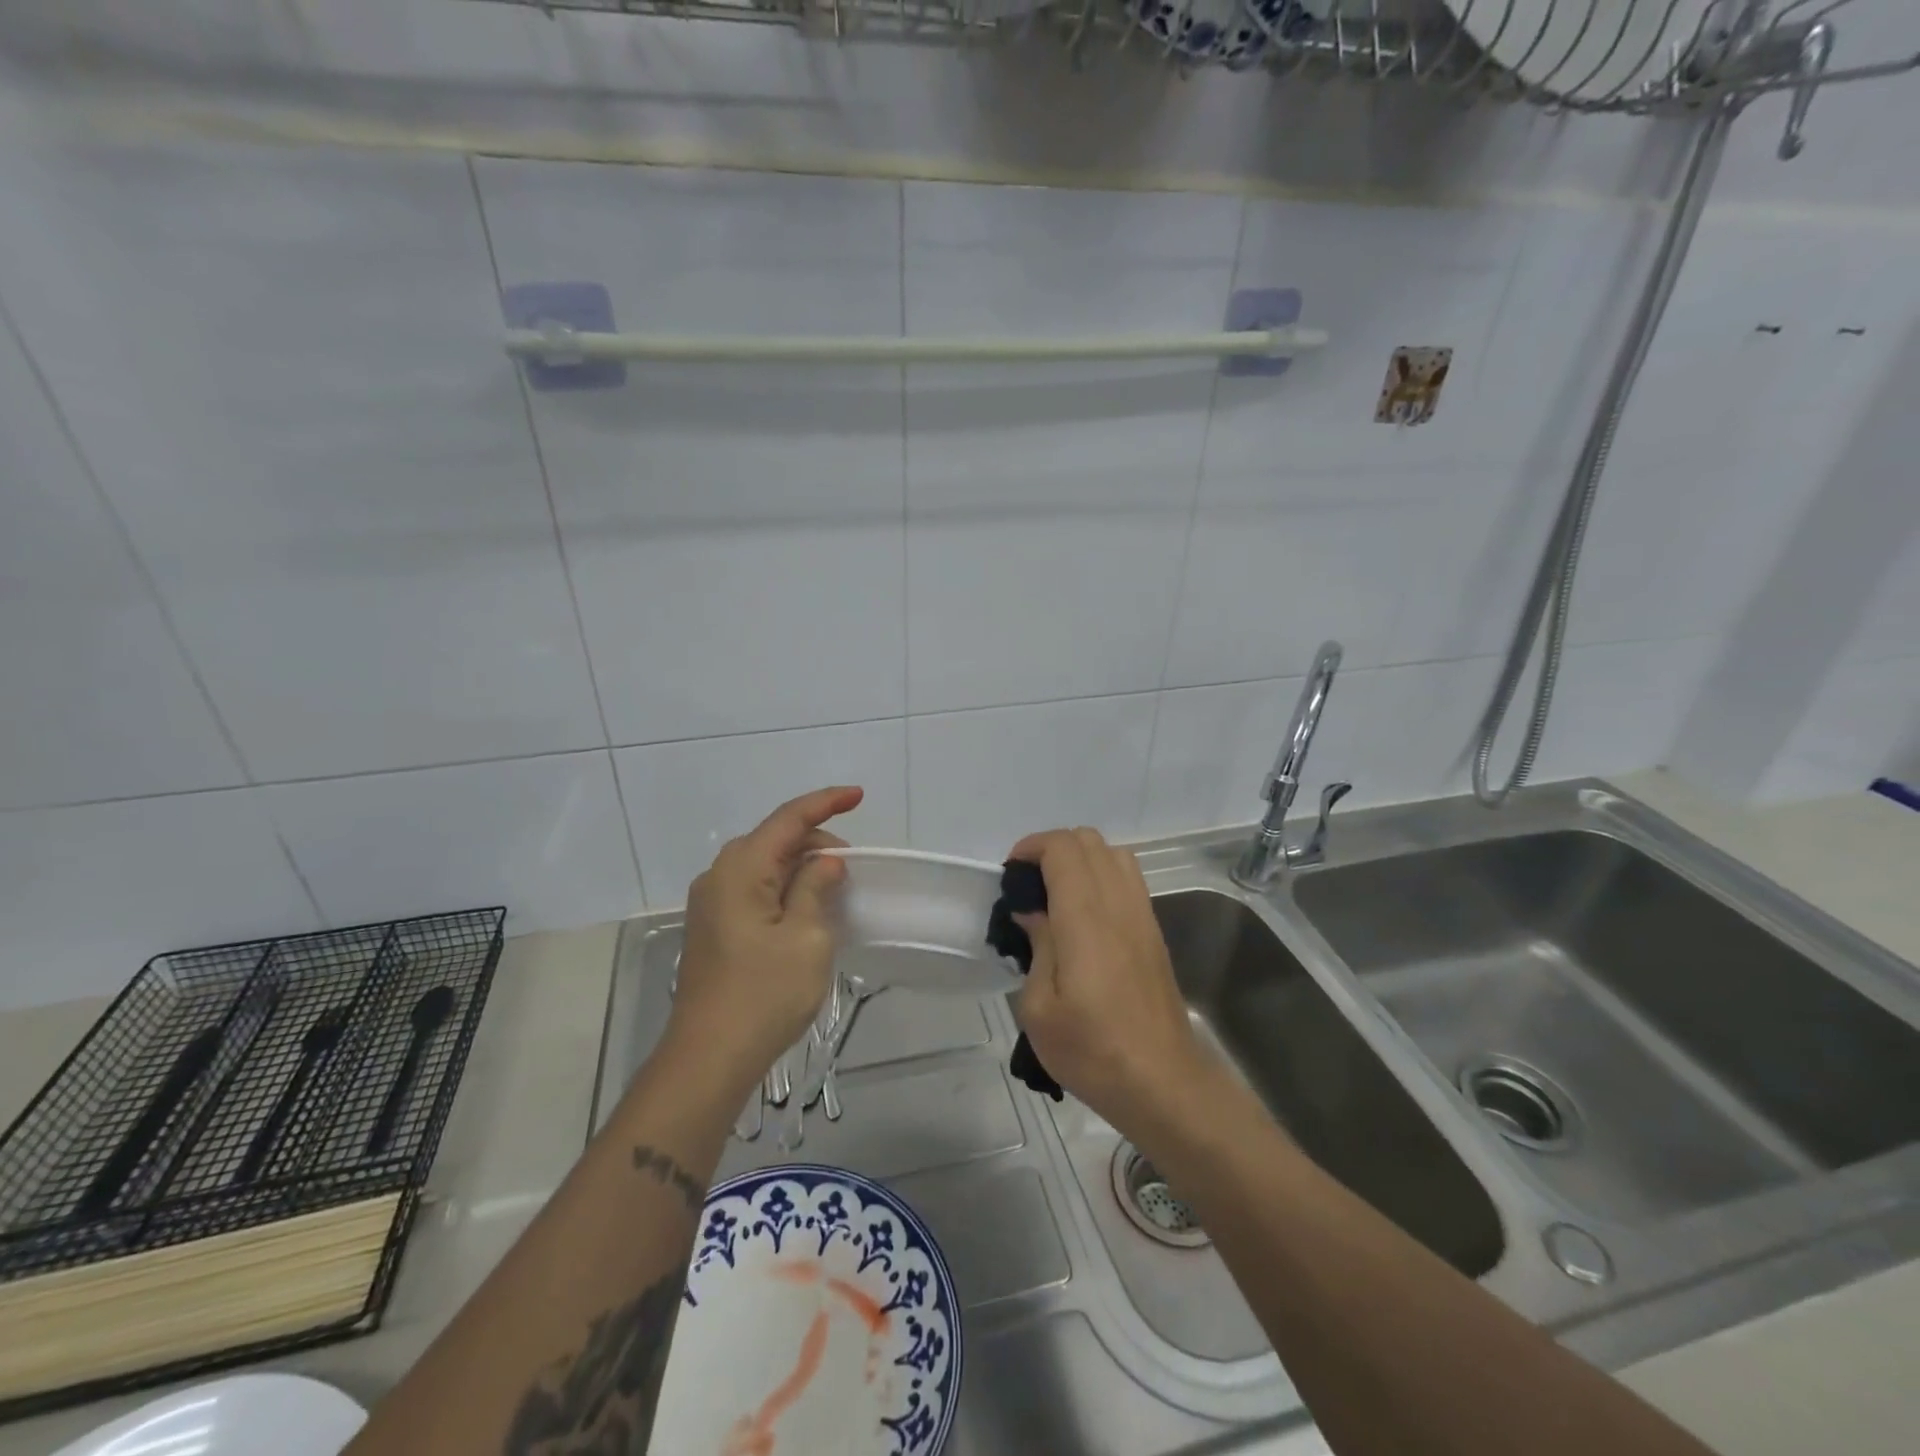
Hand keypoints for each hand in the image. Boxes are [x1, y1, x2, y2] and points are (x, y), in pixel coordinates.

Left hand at [664, 786, 861, 1098]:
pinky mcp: (712, 928)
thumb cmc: (764, 994)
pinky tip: (805, 910)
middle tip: (852, 867)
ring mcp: (711, 903)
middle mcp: (719, 876)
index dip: (826, 802)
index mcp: (741, 869)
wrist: (708, 1058)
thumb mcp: (807, 937)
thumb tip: (825, 862)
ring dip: (800, 867)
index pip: (789, 819)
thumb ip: (817, 887)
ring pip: (763, 865)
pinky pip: (753, 889)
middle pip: (774, 839)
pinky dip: (783, 888)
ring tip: (834, 888)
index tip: (859, 795)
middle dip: (815, 841)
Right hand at [1007, 828, 1210, 1137]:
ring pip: (1114, 854)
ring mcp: (1142, 916)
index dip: (1031, 847)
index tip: (1010, 876)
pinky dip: (1102, 877)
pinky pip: (1128, 880)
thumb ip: (1037, 945)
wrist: (1162, 1083)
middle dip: (1052, 849)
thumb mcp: (1039, 1008)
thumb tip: (1033, 912)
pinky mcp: (1154, 932)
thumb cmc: (1092, 1050)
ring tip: (1057, 896)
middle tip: (1028, 886)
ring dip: (1081, 860)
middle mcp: (1118, 904)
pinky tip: (1085, 917)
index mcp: (1085, 918)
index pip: (1063, 848)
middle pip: (1089, 840)